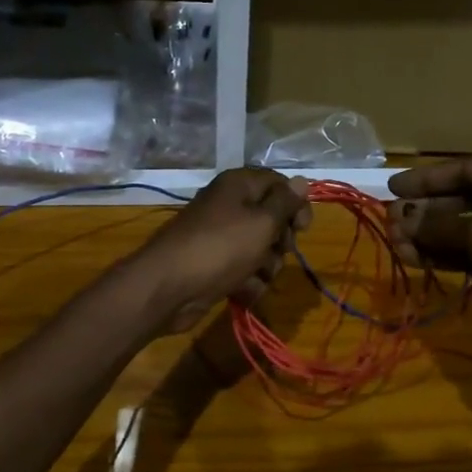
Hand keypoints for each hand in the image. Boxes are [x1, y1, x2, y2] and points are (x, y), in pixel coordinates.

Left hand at [131, 169, 311, 334]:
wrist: (168, 287)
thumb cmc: (221, 248)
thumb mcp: (261, 222)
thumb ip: (285, 202)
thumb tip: (302, 180)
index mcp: (238, 186)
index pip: (278, 184)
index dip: (295, 204)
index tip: (303, 228)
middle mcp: (229, 207)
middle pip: (271, 219)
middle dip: (281, 241)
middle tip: (279, 251)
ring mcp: (220, 238)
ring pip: (260, 249)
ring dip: (267, 266)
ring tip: (257, 276)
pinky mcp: (214, 265)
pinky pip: (244, 270)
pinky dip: (248, 282)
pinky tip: (242, 291)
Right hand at [387, 158, 471, 363]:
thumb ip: (439, 225)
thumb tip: (400, 219)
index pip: (469, 170)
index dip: (429, 179)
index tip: (394, 187)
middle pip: (464, 200)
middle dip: (426, 212)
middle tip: (391, 220)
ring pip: (464, 230)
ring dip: (429, 236)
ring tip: (395, 242)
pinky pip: (469, 254)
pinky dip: (442, 255)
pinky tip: (412, 258)